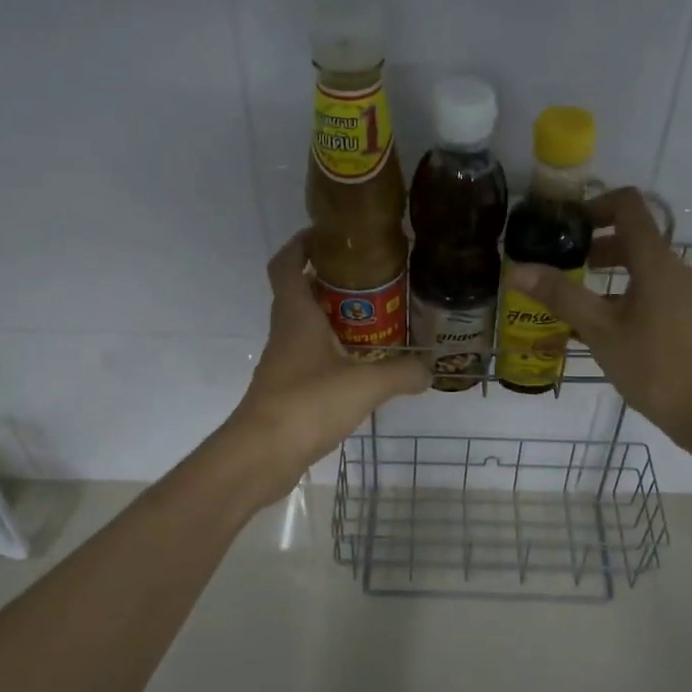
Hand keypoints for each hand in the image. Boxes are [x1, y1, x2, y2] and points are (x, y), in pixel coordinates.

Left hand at [222, 232, 429, 502]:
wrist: (262, 455)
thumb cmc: (308, 404)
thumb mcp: (365, 385)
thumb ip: (401, 373)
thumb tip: (429, 369)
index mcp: (296, 316)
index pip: (286, 265)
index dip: (300, 245)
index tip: (325, 235)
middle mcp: (285, 333)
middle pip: (300, 294)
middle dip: (329, 282)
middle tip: (370, 281)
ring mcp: (283, 364)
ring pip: (306, 329)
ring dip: (333, 320)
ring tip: (374, 322)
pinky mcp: (287, 392)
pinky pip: (311, 360)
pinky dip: (333, 355)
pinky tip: (361, 368)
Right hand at [504, 188, 691, 452]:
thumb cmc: (653, 367)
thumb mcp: (600, 332)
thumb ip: (560, 296)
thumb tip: (517, 269)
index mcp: (656, 263)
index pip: (628, 206)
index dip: (594, 205)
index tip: (565, 227)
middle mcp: (677, 269)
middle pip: (635, 238)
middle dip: (595, 246)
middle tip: (563, 267)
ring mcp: (687, 294)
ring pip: (643, 268)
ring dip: (609, 275)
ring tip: (577, 301)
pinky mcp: (690, 317)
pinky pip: (653, 292)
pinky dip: (626, 295)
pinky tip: (604, 329)